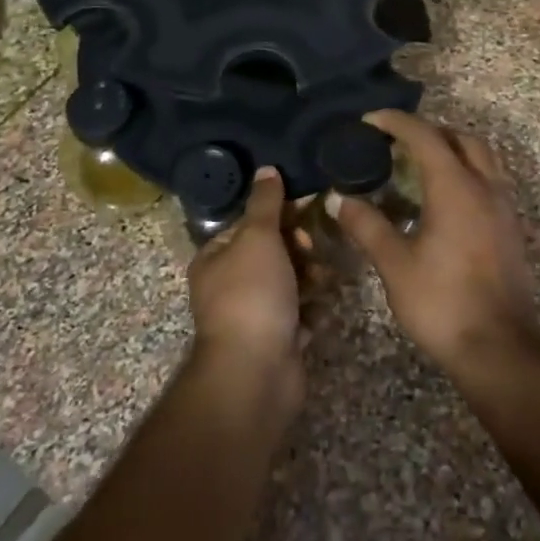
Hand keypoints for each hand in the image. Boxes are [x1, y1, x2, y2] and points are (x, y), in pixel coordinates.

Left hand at [187, 168, 304, 402]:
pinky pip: (299, 315)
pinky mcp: (277, 341)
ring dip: (309, 278)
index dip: (277, 215)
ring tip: (325, 279)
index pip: (248, 225)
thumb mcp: (257, 237)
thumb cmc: (252, 295)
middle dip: (298, 248)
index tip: (306, 210)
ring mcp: (253, 316)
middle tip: (314, 250)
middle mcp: (229, 286)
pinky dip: (311, 311)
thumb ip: (265, 203)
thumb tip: (266, 169)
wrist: (257, 371)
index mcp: (215, 259)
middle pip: (271, 254)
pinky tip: (323, 308)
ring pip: (289, 284)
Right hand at [329, 111, 539, 370]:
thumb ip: (367, 226)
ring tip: (419, 166)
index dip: (396, 122)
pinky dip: (466, 173)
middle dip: (429, 131)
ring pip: (483, 158)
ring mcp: (504, 208)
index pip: (425, 136)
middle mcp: (485, 187)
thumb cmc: (442, 303)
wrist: (499, 348)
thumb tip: (338, 199)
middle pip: (461, 138)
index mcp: (456, 188)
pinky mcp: (511, 229)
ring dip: (452, 150)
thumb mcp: (395, 265)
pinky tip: (443, 201)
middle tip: (397, 142)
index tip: (370, 121)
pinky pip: (490, 181)